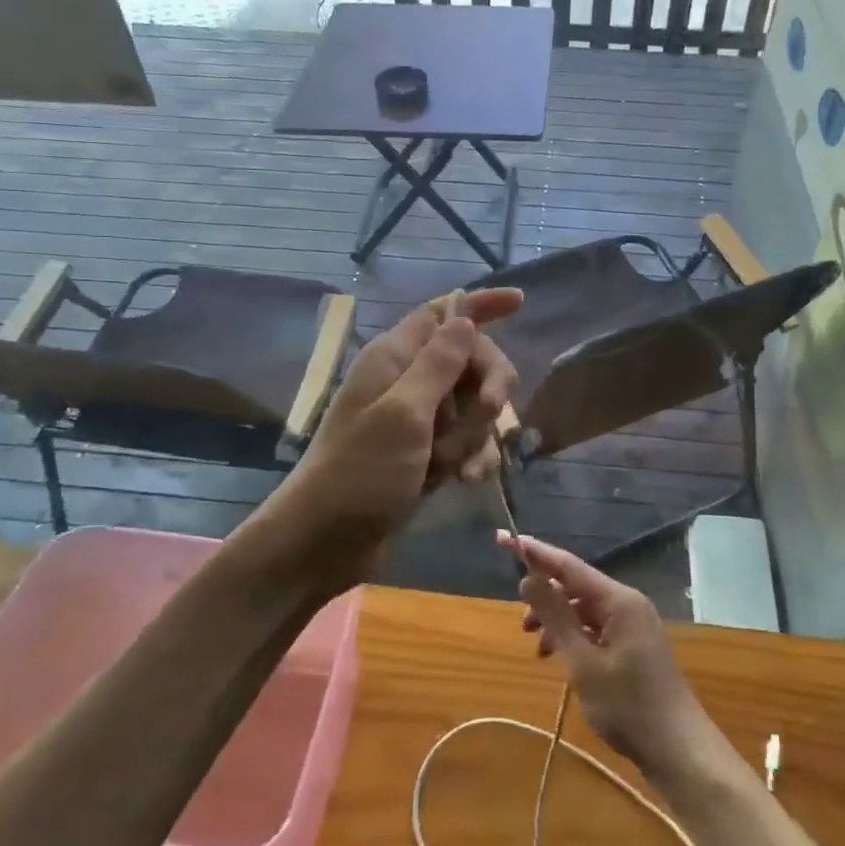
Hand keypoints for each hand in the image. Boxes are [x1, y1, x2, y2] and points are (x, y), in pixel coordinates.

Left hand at [274, 289, 521, 577]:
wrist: (324, 543)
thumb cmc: (359, 473)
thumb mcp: (403, 414)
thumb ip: (439, 364)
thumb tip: (465, 316)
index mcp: (394, 357)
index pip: (444, 312)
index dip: (481, 305)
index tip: (521, 302)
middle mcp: (407, 381)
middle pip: (470, 360)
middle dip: (487, 388)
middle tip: (489, 413)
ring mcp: (417, 419)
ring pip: (474, 405)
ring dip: (477, 434)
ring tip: (456, 466)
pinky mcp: (425, 453)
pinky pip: (466, 440)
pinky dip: (471, 457)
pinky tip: (465, 481)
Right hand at [505, 534, 720, 786]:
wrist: (679, 750)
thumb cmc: (628, 706)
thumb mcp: (583, 663)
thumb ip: (556, 617)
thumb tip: (528, 578)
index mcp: (618, 600)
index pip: (568, 565)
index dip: (534, 552)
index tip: (504, 539)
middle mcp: (626, 603)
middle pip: (575, 586)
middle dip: (544, 597)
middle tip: (520, 622)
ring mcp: (632, 624)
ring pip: (583, 609)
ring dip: (557, 621)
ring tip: (535, 645)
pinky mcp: (632, 645)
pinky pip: (595, 627)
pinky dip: (573, 637)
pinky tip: (557, 657)